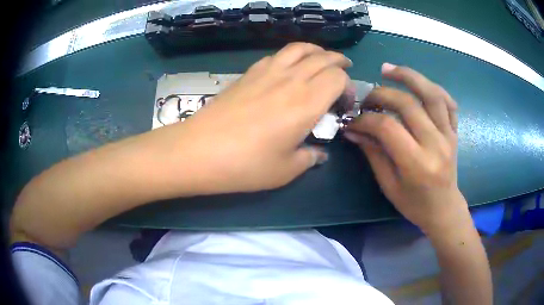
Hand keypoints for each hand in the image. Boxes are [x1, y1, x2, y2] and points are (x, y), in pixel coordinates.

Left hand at [162, 43, 350, 193]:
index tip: (344, 104)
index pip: (338, 77)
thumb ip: (309, 158)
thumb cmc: (246, 165)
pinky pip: (277, 54)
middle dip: (338, 62)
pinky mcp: (249, 73)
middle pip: (323, 57)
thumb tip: (319, 153)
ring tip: (322, 59)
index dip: (347, 87)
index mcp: (306, 102)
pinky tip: (290, 66)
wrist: (199, 150)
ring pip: (300, 48)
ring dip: (317, 51)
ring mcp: (267, 72)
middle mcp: (291, 80)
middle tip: (343, 72)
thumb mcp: (286, 170)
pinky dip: (292, 55)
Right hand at [344, 63, 466, 232]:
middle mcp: (436, 144)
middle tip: (367, 98)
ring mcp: (449, 135)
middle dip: (382, 94)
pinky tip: (419, 84)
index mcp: (417, 164)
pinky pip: (448, 102)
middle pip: (408, 104)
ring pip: (432, 94)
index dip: (366, 119)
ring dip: (409, 76)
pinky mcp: (454, 131)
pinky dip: (433, 88)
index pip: (388, 127)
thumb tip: (353, 130)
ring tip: (388, 69)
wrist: (443, 209)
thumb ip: (373, 153)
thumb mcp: (389, 185)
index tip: (353, 121)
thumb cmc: (414, 204)